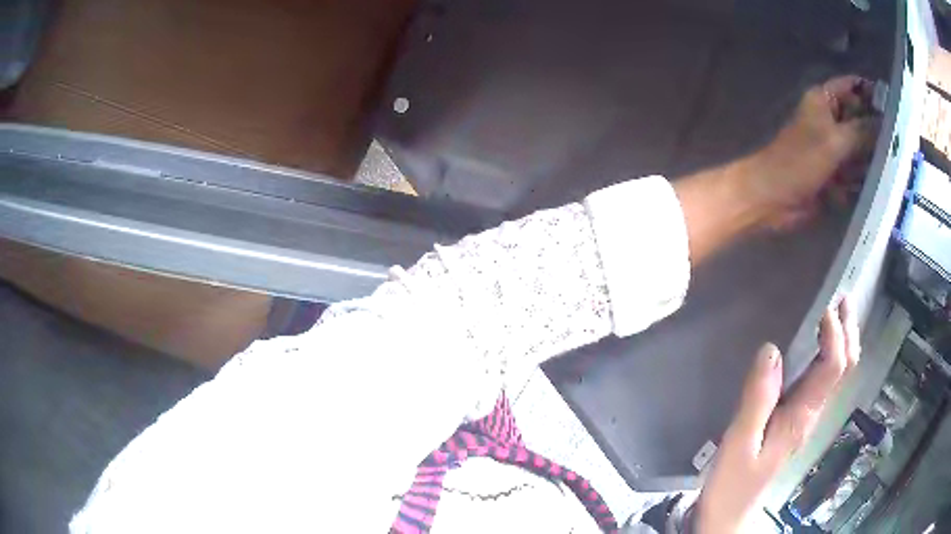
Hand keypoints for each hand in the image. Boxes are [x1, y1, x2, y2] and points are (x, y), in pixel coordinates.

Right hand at [695, 298, 860, 532]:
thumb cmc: (732, 482)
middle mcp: (811, 413)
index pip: (831, 368)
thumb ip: (756, 398)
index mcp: (801, 417)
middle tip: (845, 298)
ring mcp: (806, 417)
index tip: (825, 307)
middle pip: (844, 368)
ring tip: (838, 311)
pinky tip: (818, 345)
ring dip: (842, 340)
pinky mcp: (796, 420)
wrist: (730, 513)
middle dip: (849, 332)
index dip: (834, 336)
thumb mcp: (739, 443)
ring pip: (837, 373)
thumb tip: (771, 349)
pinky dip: (828, 355)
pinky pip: (822, 381)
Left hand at [745, 76, 879, 228]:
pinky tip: (879, 186)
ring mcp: (834, 149)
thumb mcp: (834, 141)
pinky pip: (856, 174)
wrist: (773, 198)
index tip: (893, 105)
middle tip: (901, 144)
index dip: (870, 92)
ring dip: (873, 159)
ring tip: (894, 168)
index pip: (851, 87)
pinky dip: (863, 180)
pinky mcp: (835, 175)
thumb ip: (861, 132)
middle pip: (861, 120)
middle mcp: (831, 121)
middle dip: (878, 132)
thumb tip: (886, 124)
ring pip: (861, 150)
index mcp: (824, 101)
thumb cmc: (799, 160)